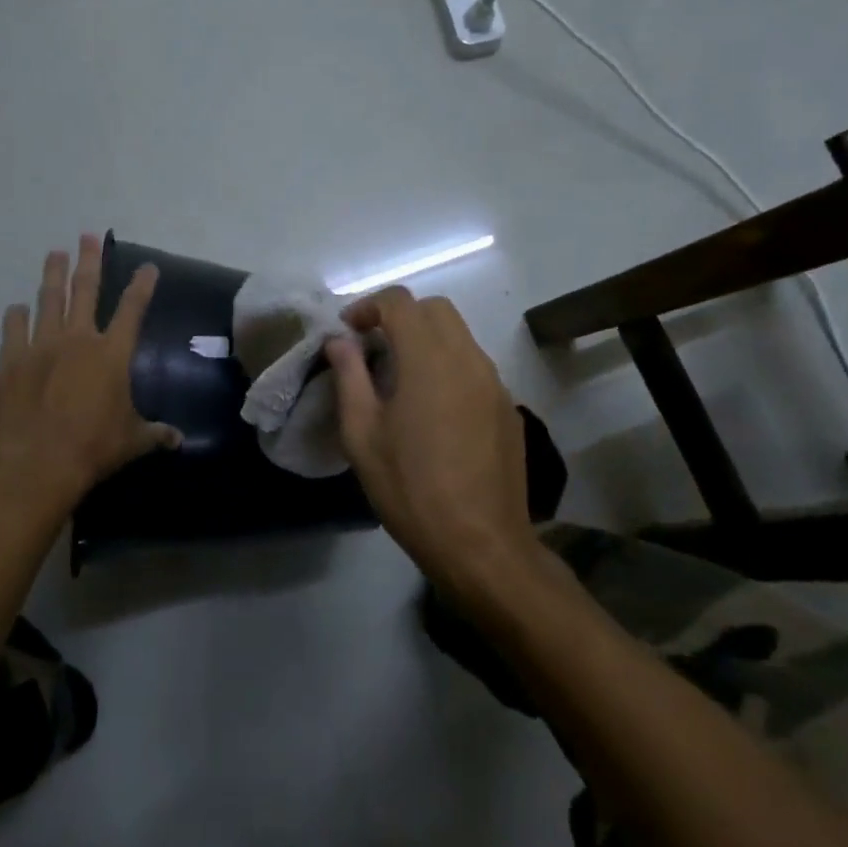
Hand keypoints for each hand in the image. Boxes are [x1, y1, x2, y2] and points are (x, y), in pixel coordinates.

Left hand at [0, 234, 180, 509]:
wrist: (39, 462)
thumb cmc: (94, 447)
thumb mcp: (133, 441)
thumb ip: (156, 434)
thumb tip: (180, 440)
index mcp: (112, 353)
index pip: (133, 309)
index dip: (142, 285)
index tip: (148, 266)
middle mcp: (78, 339)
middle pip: (85, 290)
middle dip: (89, 261)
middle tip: (87, 236)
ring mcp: (41, 346)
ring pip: (48, 299)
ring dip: (52, 274)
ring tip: (54, 253)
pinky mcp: (11, 360)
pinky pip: (13, 329)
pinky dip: (16, 316)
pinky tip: (17, 308)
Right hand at [325, 288, 534, 603]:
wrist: (481, 544)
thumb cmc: (410, 489)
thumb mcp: (363, 435)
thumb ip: (349, 377)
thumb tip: (340, 342)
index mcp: (429, 359)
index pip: (400, 302)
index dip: (368, 307)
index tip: (348, 332)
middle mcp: (468, 358)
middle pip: (435, 310)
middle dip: (400, 316)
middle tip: (372, 348)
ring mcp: (494, 382)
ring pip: (459, 336)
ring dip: (426, 340)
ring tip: (399, 378)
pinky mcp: (507, 407)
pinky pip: (474, 366)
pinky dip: (448, 365)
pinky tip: (432, 408)